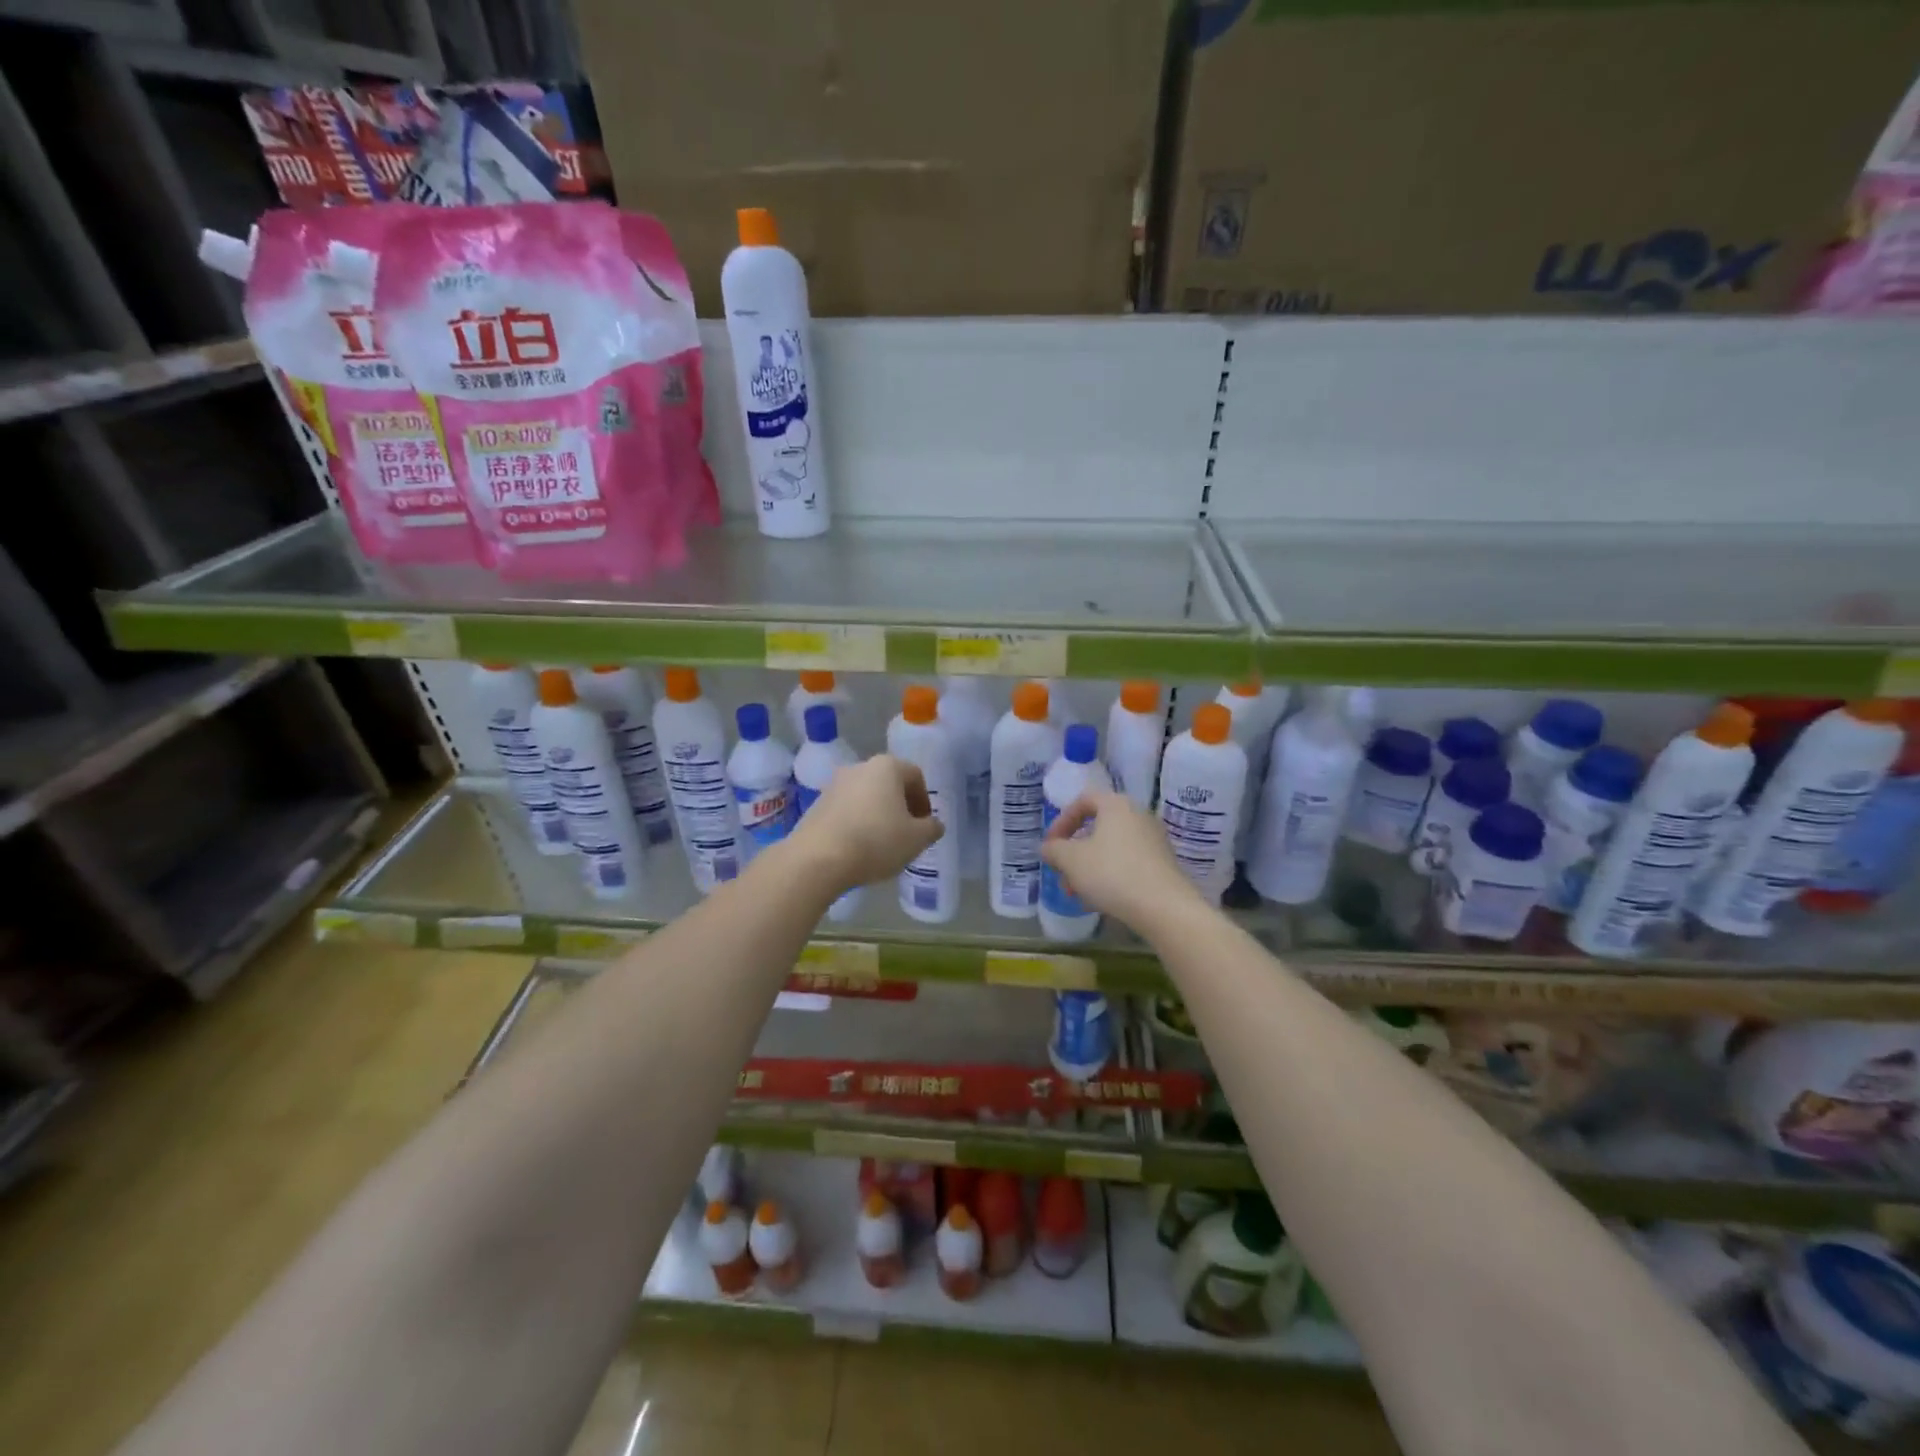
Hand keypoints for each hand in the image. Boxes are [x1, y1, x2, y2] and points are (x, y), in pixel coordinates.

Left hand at [784, 754, 943, 892]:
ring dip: (878, 814)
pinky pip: (846, 810)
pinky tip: (858, 847)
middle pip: (889, 783)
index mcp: (887, 767)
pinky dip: (857, 822)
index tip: (925, 824)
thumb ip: (932, 828)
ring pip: (866, 796)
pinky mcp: (817, 804)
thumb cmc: (876, 841)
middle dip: (900, 806)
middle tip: (906, 833)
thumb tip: (933, 824)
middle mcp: (859, 767)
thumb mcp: (917, 839)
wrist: (818, 858)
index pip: (915, 776)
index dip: (924, 800)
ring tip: (882, 843)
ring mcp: (834, 785)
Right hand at [1041, 790, 1202, 931]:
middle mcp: (1138, 816)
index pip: (1083, 801)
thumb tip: (1048, 847)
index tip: (1050, 846)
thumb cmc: (1111, 873)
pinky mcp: (1162, 864)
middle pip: (1097, 828)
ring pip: (1111, 849)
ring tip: (1077, 894)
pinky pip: (1127, 863)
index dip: (1061, 821)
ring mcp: (1154, 840)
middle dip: (1074, 853)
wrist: (1164, 907)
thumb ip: (1054, 849)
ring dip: (1089, 868)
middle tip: (1062, 874)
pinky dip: (1109, 876)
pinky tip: (1100, 901)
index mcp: (1116, 805)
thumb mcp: (1071, 860)